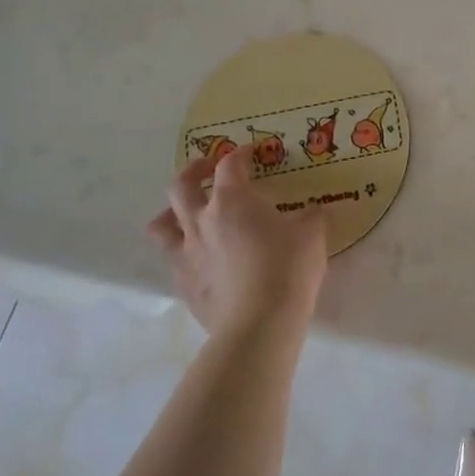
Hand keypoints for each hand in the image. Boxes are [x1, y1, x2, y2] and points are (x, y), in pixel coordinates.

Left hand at [148, 146, 328, 335]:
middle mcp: (201, 221)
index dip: (240, 154)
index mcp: (233, 201)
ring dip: (171, 213)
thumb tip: (313, 212)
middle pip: (181, 185)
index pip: (229, 165)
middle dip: (194, 171)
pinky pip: (173, 259)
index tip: (252, 152)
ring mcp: (186, 254)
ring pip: (162, 224)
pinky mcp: (183, 285)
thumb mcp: (313, 235)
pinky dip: (183, 251)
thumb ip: (311, 217)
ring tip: (187, 213)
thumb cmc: (289, 268)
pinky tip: (201, 258)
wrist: (260, 323)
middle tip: (208, 169)